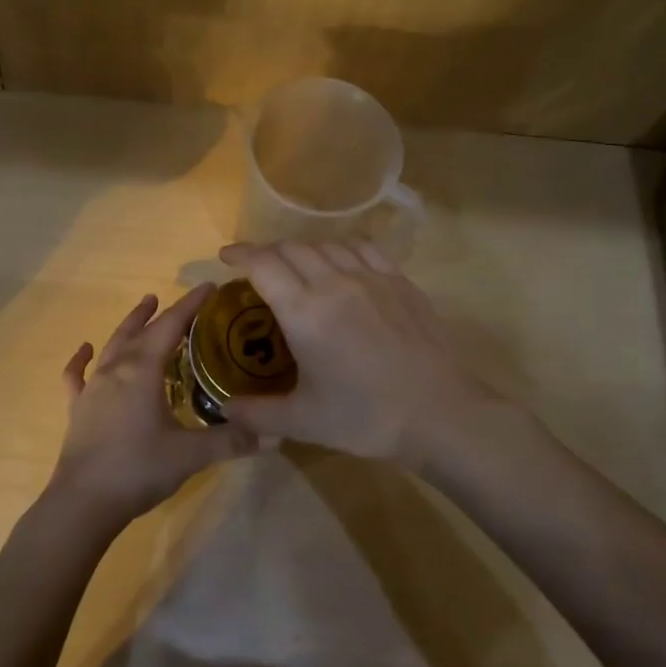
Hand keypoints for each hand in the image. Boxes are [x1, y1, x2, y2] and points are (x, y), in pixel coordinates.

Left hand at [49, 284, 255, 534]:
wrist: (83, 502)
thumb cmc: (138, 469)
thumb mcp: (191, 454)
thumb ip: (231, 440)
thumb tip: (274, 433)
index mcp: (142, 370)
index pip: (170, 326)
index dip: (190, 305)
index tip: (209, 287)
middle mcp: (116, 369)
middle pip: (140, 331)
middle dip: (161, 312)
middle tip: (177, 299)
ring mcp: (92, 388)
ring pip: (112, 346)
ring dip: (130, 325)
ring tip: (142, 307)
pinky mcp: (77, 409)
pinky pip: (77, 375)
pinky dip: (81, 359)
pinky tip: (85, 350)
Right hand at [216, 240, 503, 466]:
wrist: (441, 414)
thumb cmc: (367, 418)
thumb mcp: (304, 422)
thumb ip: (257, 414)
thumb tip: (225, 409)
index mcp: (305, 312)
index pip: (264, 265)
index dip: (240, 255)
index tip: (226, 257)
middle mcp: (334, 283)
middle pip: (291, 248)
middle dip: (267, 252)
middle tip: (256, 269)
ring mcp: (371, 277)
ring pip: (326, 244)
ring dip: (302, 250)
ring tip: (295, 266)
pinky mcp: (400, 281)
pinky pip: (362, 248)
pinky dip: (340, 248)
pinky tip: (340, 263)